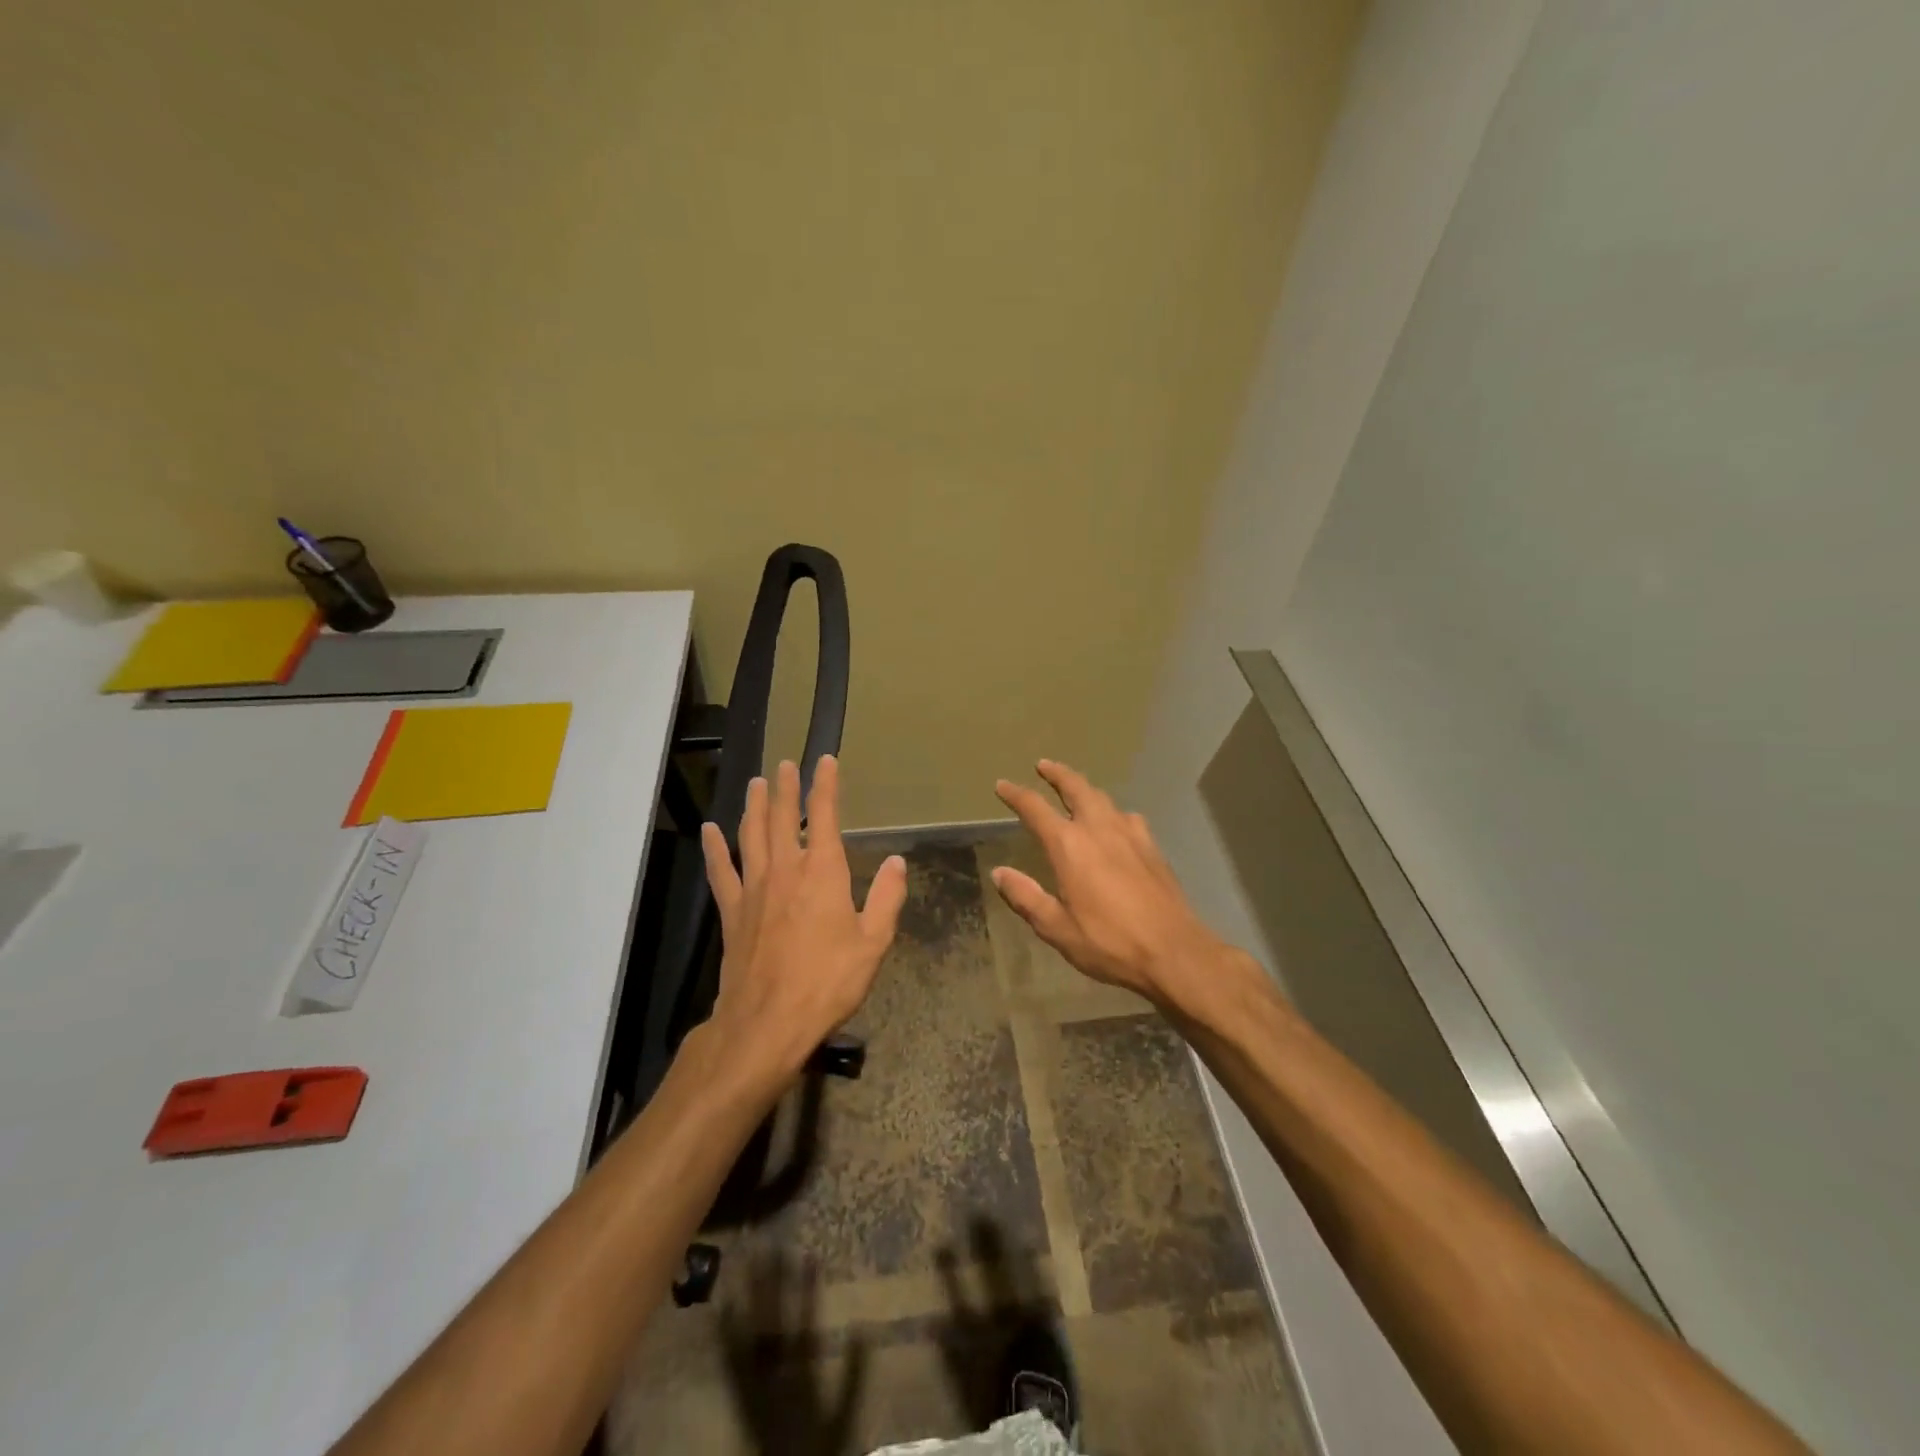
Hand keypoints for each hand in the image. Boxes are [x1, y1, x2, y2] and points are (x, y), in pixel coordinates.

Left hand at [701, 755, 907, 1080]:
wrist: (768, 1022)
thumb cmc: (828, 981)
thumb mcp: (873, 942)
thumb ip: (887, 898)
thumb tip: (897, 861)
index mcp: (822, 871)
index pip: (822, 816)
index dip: (824, 785)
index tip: (824, 761)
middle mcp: (785, 869)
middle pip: (780, 817)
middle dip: (784, 787)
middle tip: (783, 764)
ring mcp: (753, 889)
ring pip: (750, 835)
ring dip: (753, 806)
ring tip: (755, 783)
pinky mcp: (732, 911)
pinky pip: (721, 871)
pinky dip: (715, 848)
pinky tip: (710, 831)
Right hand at [990, 759, 1227, 1009]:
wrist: (1174, 951)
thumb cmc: (1109, 942)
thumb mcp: (1056, 928)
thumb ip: (1026, 897)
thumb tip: (999, 873)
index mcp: (1069, 846)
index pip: (1035, 808)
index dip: (1016, 794)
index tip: (1002, 785)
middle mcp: (1098, 829)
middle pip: (1076, 788)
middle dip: (1057, 774)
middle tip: (1044, 765)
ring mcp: (1130, 834)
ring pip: (1103, 798)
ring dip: (1085, 788)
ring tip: (1076, 788)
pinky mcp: (1152, 847)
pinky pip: (1127, 817)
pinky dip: (1113, 811)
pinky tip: (1116, 823)